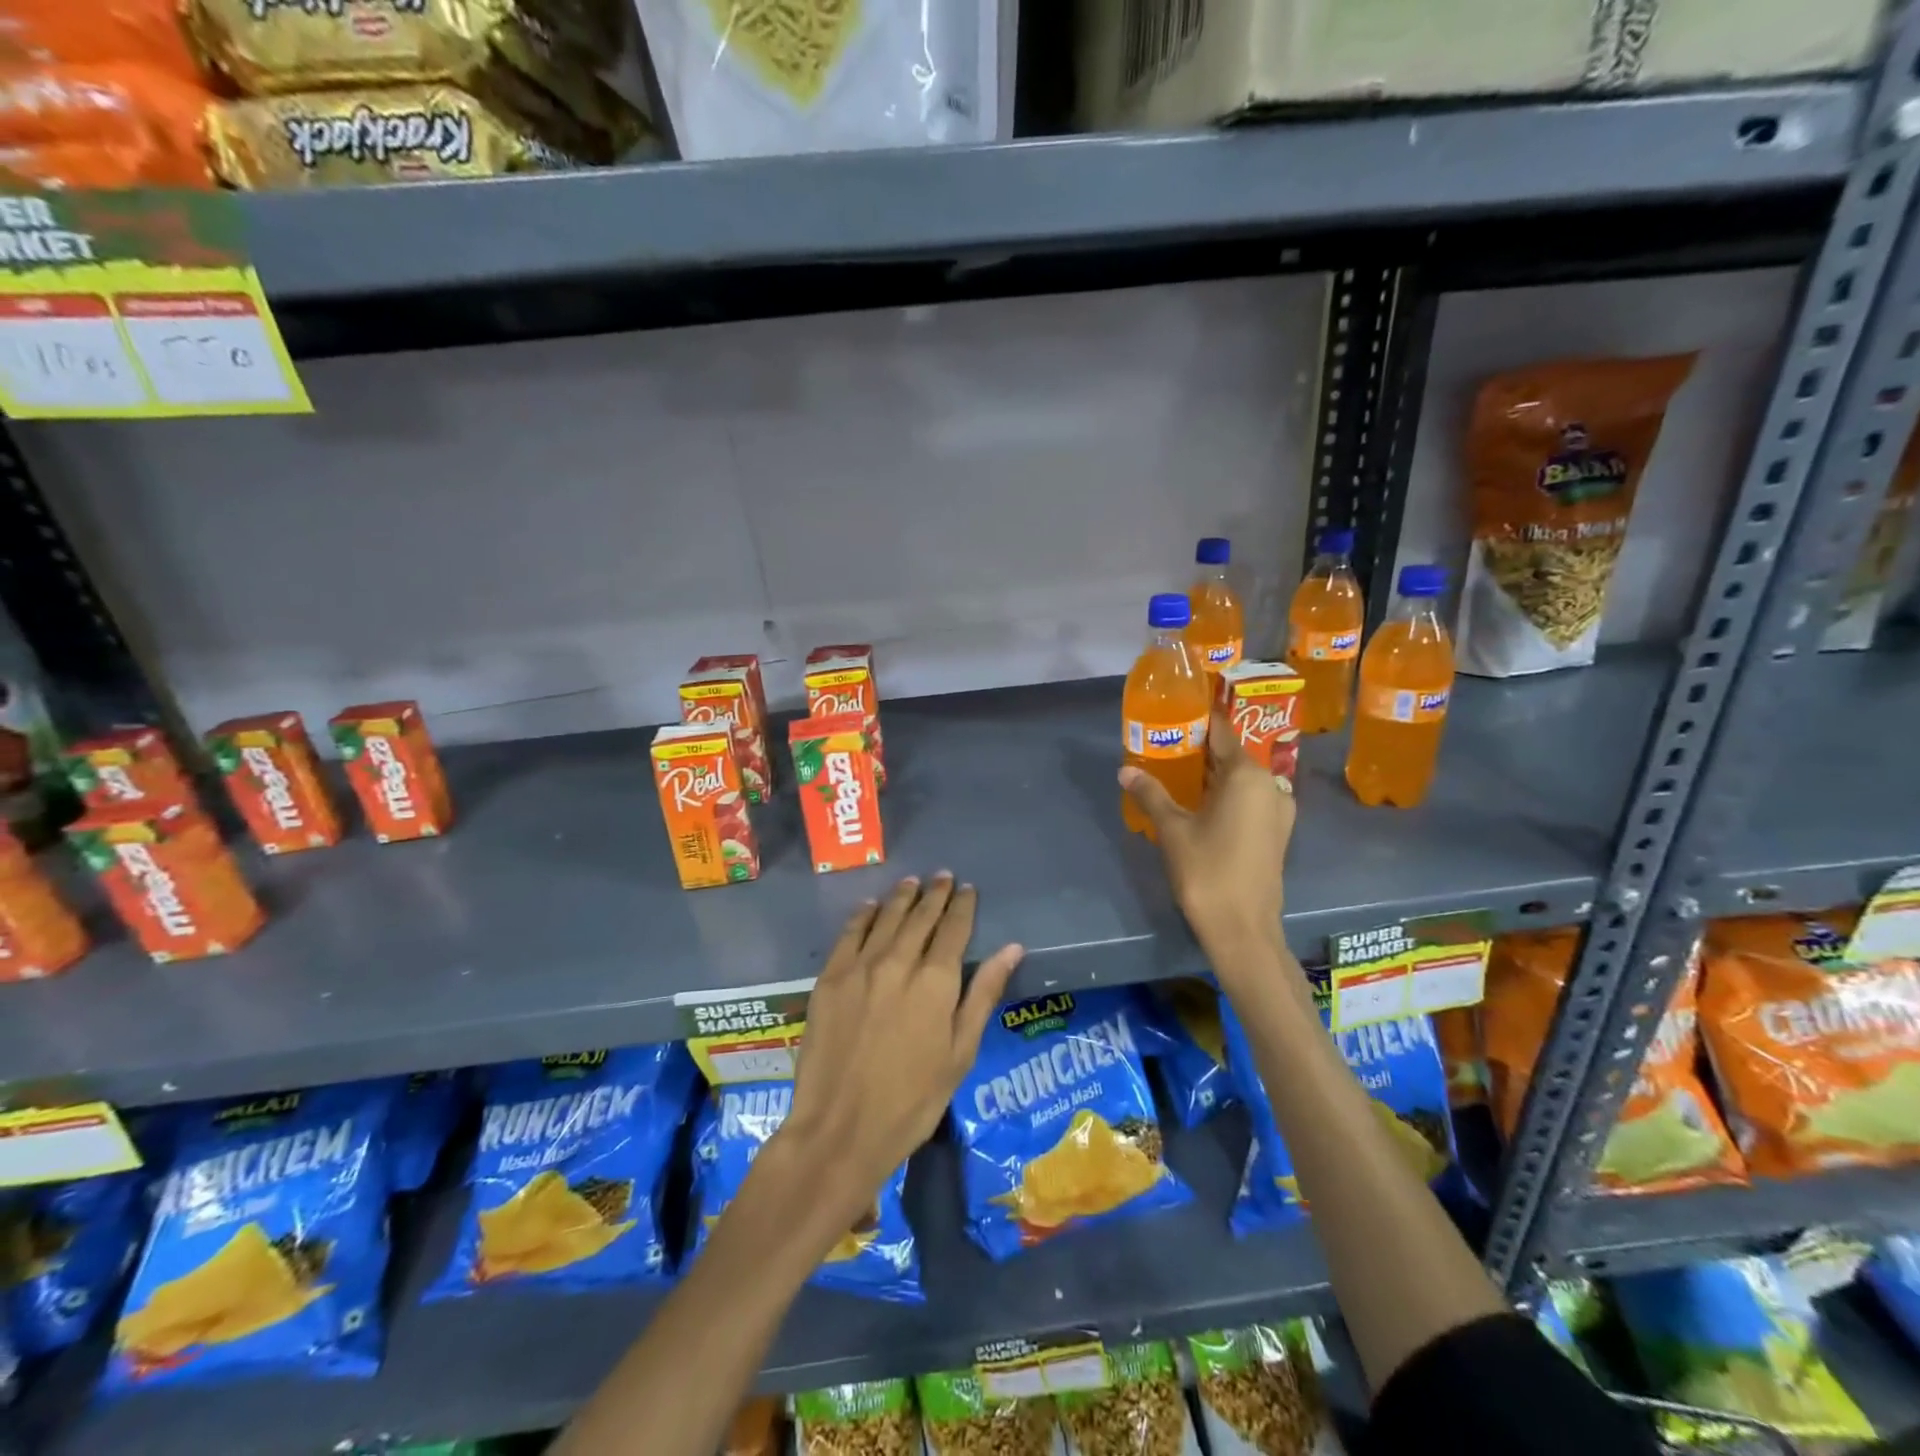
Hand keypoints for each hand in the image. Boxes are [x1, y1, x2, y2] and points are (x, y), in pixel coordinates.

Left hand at [774, 874, 1022, 1234]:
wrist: (840, 1130)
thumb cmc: (912, 1102)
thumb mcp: (960, 1054)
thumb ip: (983, 995)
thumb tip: (1012, 948)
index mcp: (936, 982)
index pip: (954, 929)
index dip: (962, 906)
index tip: (968, 889)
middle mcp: (899, 962)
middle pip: (920, 917)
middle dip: (934, 894)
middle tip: (943, 877)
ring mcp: (860, 967)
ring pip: (885, 918)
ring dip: (901, 897)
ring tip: (912, 882)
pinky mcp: (830, 978)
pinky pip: (849, 934)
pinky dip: (863, 915)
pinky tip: (870, 906)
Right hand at [1120, 707, 1294, 978]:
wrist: (1243, 929)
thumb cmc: (1207, 871)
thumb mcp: (1172, 829)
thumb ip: (1151, 794)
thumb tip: (1125, 770)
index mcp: (1247, 775)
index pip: (1222, 731)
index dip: (1198, 719)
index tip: (1174, 710)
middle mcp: (1270, 785)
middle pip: (1231, 754)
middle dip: (1200, 747)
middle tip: (1165, 741)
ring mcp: (1277, 810)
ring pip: (1241, 778)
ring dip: (1212, 772)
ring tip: (1176, 768)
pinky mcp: (1275, 832)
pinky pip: (1248, 798)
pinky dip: (1225, 793)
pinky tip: (1198, 801)